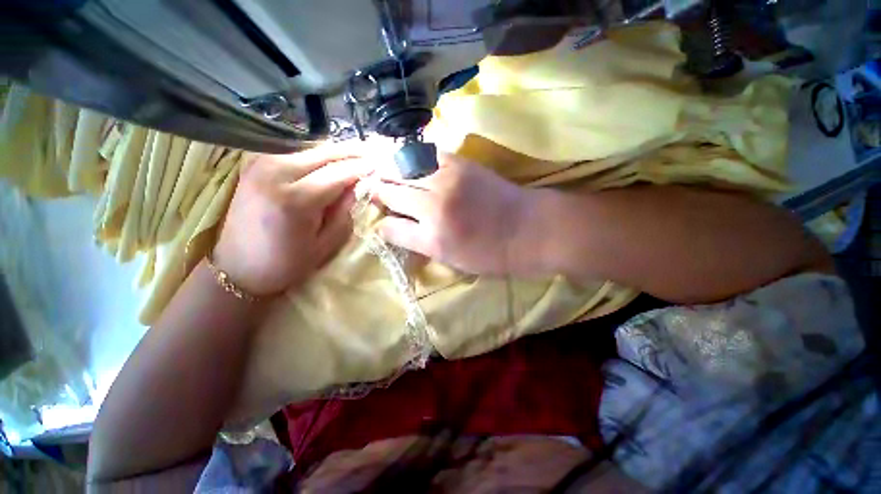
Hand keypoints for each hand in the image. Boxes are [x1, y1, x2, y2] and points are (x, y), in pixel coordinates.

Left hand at [213, 145, 365, 296]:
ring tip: (357, 155)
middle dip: (352, 152)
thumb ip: (345, 212)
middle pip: (324, 154)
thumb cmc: (286, 263)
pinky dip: (316, 155)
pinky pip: (294, 152)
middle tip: (372, 152)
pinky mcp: (254, 165)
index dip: (362, 168)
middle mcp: (276, 173)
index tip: (379, 165)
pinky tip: (330, 160)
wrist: (238, 267)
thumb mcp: (326, 244)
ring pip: (310, 149)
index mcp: (296, 199)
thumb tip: (359, 186)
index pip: (339, 173)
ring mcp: (261, 165)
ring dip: (336, 152)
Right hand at [374, 152, 536, 275]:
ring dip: (387, 172)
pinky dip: (409, 159)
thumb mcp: (450, 259)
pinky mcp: (458, 162)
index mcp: (431, 238)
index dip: (381, 223)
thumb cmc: (490, 253)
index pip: (388, 227)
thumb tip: (391, 226)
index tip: (381, 219)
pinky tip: (407, 163)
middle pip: (388, 191)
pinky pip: (422, 155)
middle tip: (376, 193)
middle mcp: (432, 206)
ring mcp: (445, 180)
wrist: (527, 228)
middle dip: (377, 192)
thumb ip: (417, 242)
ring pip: (399, 168)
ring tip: (384, 174)